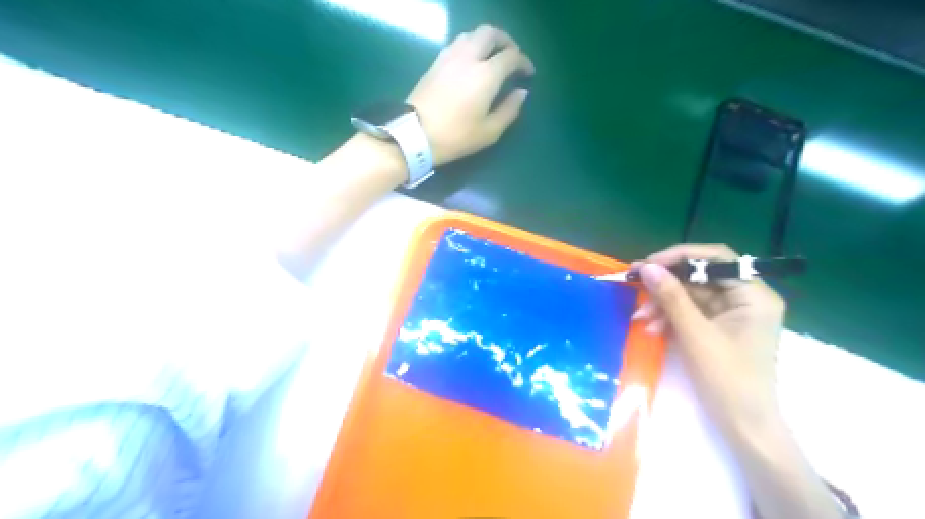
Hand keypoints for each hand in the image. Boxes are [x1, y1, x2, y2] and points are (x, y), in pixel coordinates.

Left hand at [410, 23, 535, 166]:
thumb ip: (509, 110)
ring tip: (491, 57)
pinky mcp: (435, 62)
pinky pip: (457, 43)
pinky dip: (470, 46)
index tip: (528, 73)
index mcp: (486, 74)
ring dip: (486, 40)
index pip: (511, 56)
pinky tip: (471, 62)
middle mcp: (469, 57)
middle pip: (490, 33)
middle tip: (512, 56)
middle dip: (506, 41)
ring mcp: (449, 57)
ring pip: (471, 34)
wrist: (415, 134)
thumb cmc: (456, 136)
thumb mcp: (489, 131)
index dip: (524, 61)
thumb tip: (522, 93)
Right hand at [633, 245, 782, 434]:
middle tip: (634, 283)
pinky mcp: (718, 327)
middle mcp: (746, 298)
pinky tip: (653, 328)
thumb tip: (648, 267)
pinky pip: (689, 312)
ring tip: (641, 318)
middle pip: (700, 276)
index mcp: (754, 295)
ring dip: (663, 303)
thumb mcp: (695, 334)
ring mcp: (731, 314)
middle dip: (666, 284)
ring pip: (690, 294)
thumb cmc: (727, 379)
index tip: (649, 264)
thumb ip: (671, 297)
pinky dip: (670, 317)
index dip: (680, 257)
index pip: (717, 258)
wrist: (743, 425)